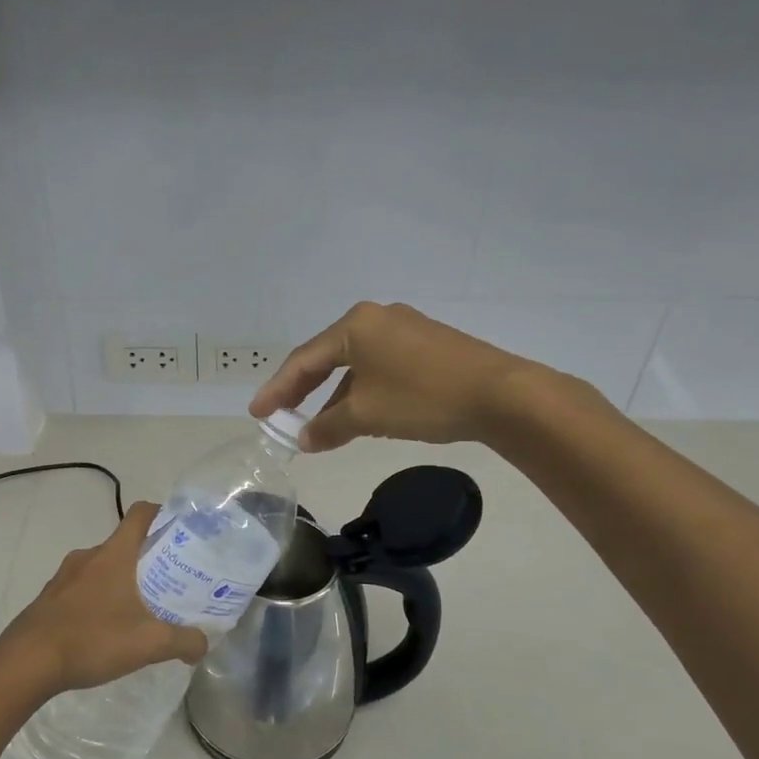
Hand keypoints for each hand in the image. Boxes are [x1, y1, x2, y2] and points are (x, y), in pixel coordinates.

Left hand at [0, 503, 206, 699]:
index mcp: (113, 555)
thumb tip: (203, 643)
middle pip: (124, 543)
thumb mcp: (148, 644)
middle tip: (172, 580)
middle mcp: (88, 556)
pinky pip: (83, 587)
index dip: (163, 514)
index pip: (140, 514)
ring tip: (142, 607)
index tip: (182, 531)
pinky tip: (108, 628)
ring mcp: (64, 576)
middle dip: (149, 557)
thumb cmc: (91, 640)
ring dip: (123, 579)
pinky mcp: (50, 598)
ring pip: (103, 567)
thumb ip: (183, 641)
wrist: (25, 663)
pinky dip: (100, 597)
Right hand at [251, 301, 541, 451]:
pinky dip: (361, 391)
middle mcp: (376, 318)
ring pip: (355, 364)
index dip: (277, 390)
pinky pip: (379, 367)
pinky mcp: (426, 344)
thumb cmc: (423, 397)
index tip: (257, 414)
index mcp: (355, 325)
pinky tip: (357, 414)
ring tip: (316, 425)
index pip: (303, 360)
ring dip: (333, 395)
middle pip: (326, 357)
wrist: (501, 395)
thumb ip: (328, 426)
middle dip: (301, 389)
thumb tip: (304, 440)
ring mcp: (404, 329)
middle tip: (279, 414)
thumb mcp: (367, 415)